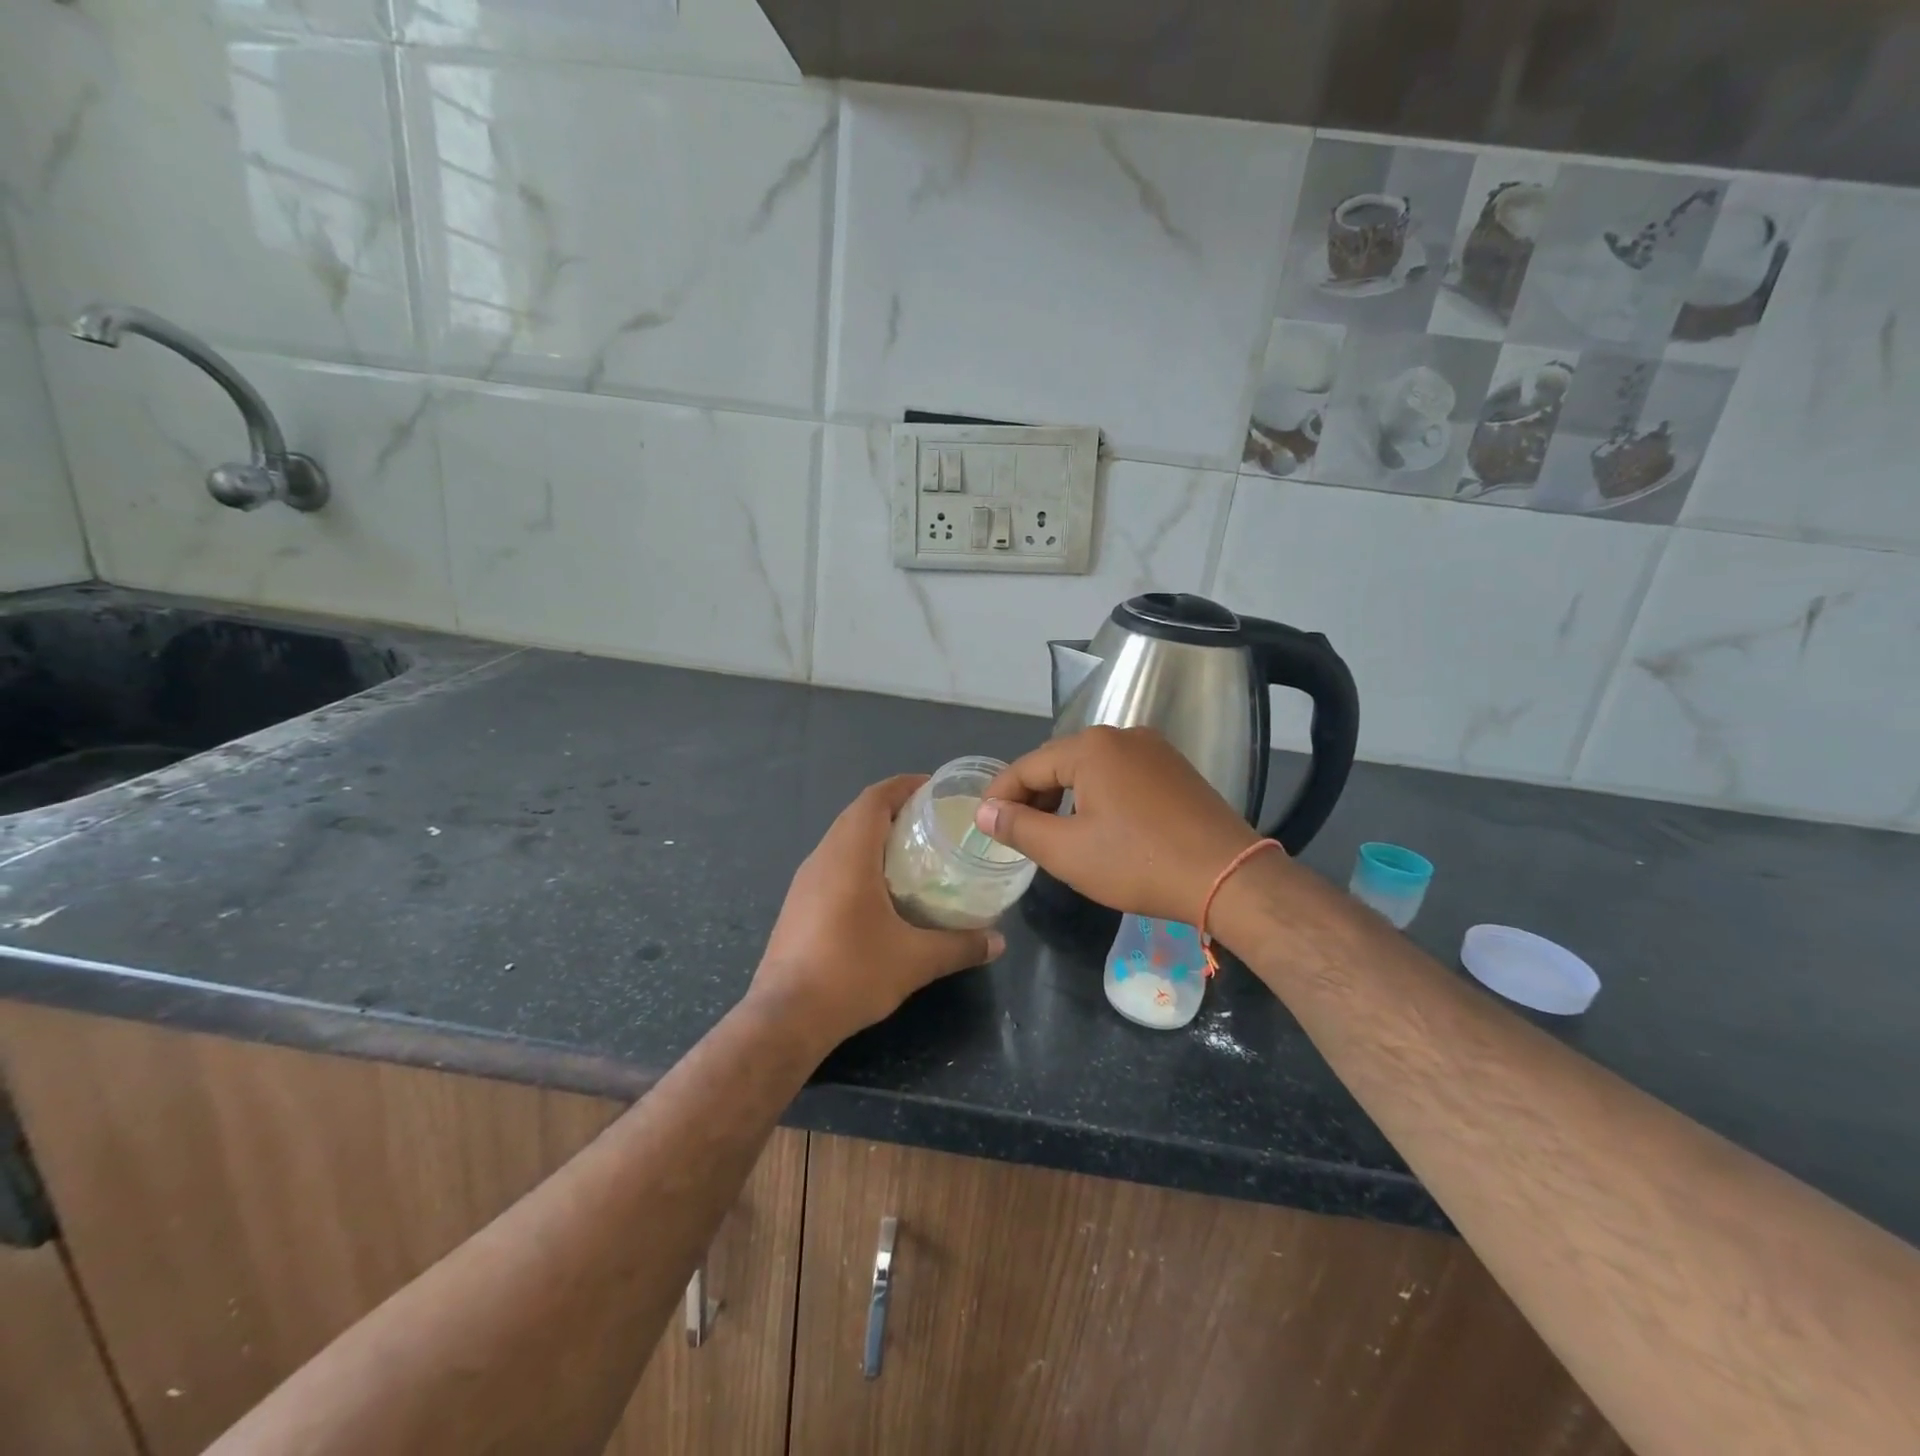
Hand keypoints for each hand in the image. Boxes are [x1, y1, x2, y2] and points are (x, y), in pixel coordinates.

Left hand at [753, 775, 1004, 1043]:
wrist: (785, 1018)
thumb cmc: (851, 974)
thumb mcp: (916, 961)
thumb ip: (961, 946)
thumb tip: (998, 942)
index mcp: (849, 855)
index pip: (875, 799)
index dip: (904, 786)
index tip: (935, 789)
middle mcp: (822, 857)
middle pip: (858, 813)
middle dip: (895, 808)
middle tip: (933, 821)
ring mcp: (804, 880)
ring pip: (842, 838)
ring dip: (874, 834)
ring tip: (913, 850)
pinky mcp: (798, 903)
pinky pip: (832, 862)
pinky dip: (859, 858)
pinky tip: (881, 889)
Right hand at [976, 727, 1262, 923]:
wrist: (1228, 877)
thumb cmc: (1139, 864)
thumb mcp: (1067, 851)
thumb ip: (1019, 826)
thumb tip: (985, 810)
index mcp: (1092, 747)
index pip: (1027, 766)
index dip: (1000, 795)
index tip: (984, 822)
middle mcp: (1123, 736)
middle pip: (1059, 762)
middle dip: (1033, 795)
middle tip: (1017, 832)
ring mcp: (1155, 749)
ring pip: (1091, 768)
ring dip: (1065, 795)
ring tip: (1054, 832)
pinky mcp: (1175, 769)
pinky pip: (1121, 774)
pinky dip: (1098, 795)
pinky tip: (1098, 825)